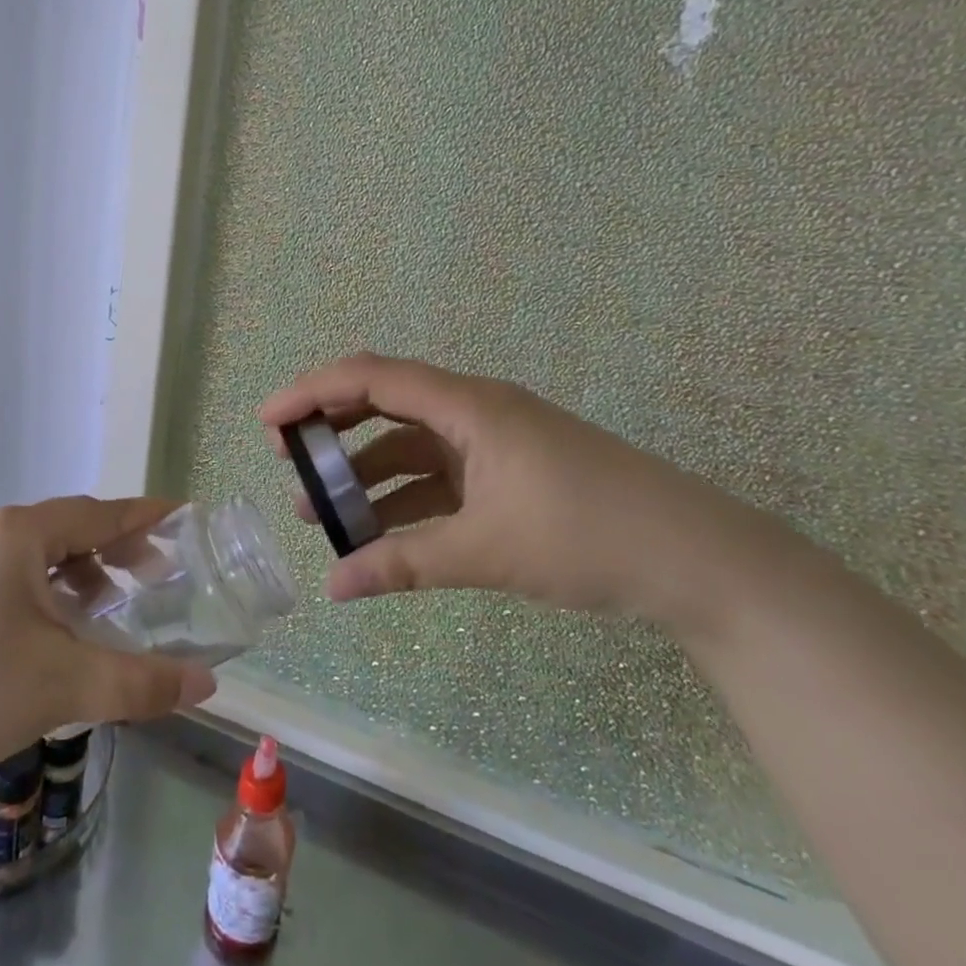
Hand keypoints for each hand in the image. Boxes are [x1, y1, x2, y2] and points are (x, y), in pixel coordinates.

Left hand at [0, 497, 217, 782]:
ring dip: (88, 575)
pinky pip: (25, 581)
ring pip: (48, 557)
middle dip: (121, 549)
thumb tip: (207, 684)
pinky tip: (66, 636)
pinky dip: (58, 596)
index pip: (103, 513)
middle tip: (161, 576)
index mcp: (24, 534)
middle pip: (76, 529)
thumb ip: (140, 682)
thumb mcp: (65, 684)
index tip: (186, 518)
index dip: (147, 516)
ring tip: (117, 609)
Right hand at [259, 353, 755, 627]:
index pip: (371, 377)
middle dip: (330, 428)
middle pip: (384, 401)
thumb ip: (403, 563)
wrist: (697, 561)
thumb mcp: (484, 550)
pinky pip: (439, 474)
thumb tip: (333, 587)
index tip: (267, 422)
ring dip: (364, 472)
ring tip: (320, 512)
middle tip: (287, 460)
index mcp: (467, 405)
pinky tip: (379, 532)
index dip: (311, 392)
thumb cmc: (585, 535)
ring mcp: (494, 440)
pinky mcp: (509, 471)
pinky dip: (403, 496)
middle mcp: (474, 409)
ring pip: (409, 443)